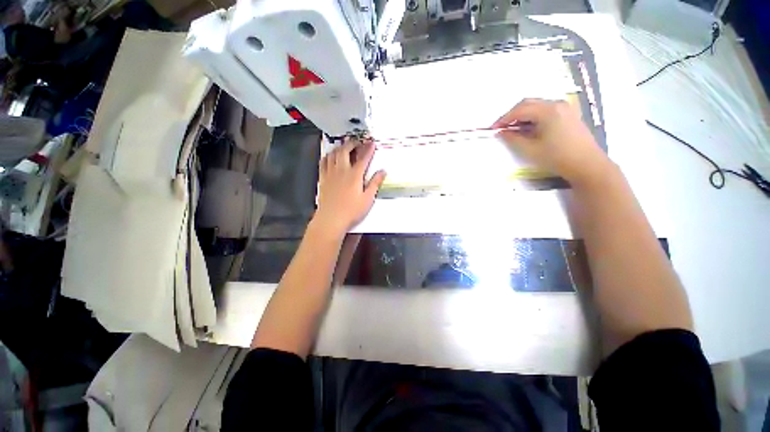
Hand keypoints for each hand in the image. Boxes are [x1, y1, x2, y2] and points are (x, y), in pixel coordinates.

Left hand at [314, 138, 385, 236]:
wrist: (331, 219)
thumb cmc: (351, 211)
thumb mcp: (367, 199)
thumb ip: (375, 183)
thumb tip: (382, 171)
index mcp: (354, 175)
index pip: (363, 158)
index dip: (368, 149)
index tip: (372, 143)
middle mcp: (341, 171)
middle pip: (345, 151)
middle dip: (352, 143)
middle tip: (357, 141)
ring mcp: (330, 174)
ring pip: (333, 154)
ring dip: (339, 147)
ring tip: (344, 146)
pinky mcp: (323, 178)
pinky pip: (323, 162)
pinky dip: (328, 156)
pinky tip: (330, 156)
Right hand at [493, 99, 611, 185]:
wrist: (587, 165)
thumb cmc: (557, 157)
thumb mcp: (530, 150)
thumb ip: (513, 139)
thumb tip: (501, 132)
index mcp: (548, 111)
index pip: (520, 109)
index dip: (504, 119)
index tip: (494, 129)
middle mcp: (557, 104)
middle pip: (529, 103)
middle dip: (512, 115)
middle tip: (502, 128)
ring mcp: (565, 108)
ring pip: (537, 106)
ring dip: (523, 115)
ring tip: (513, 129)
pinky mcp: (569, 115)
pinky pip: (546, 110)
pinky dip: (534, 117)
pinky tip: (529, 129)